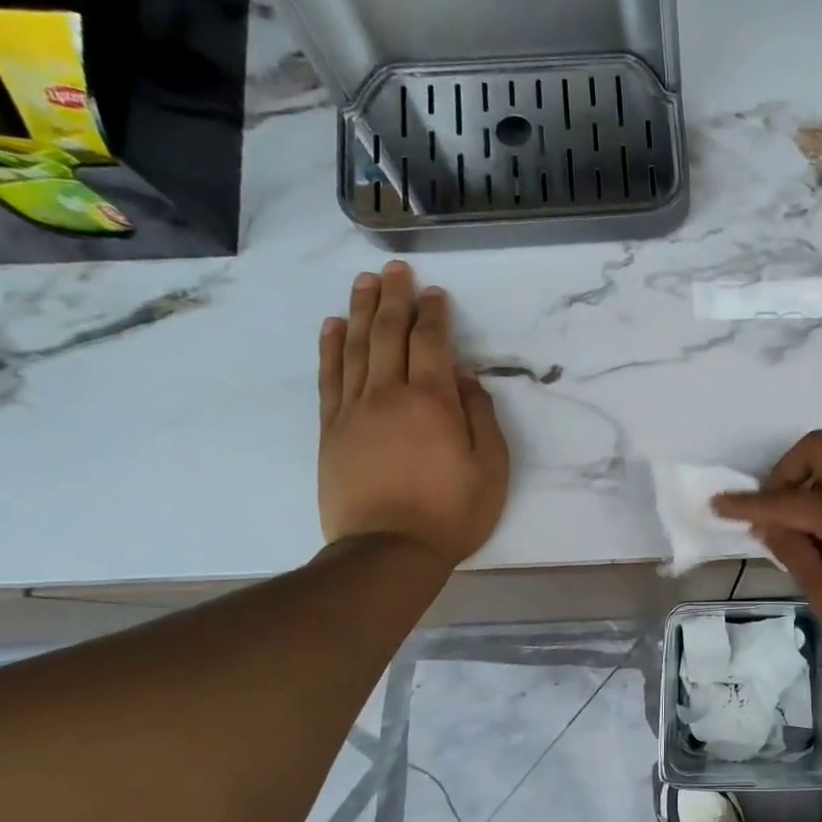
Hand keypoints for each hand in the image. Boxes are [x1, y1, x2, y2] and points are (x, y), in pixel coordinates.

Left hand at [318, 261, 509, 564]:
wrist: (388, 551)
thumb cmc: (451, 512)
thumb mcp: (491, 468)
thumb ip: (481, 416)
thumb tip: (465, 378)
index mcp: (432, 401)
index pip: (430, 342)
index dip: (434, 314)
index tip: (435, 293)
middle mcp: (388, 394)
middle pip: (388, 333)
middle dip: (394, 298)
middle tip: (397, 270)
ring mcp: (354, 411)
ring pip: (356, 348)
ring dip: (361, 311)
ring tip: (365, 283)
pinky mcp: (332, 430)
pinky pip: (330, 378)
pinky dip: (332, 348)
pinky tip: (334, 327)